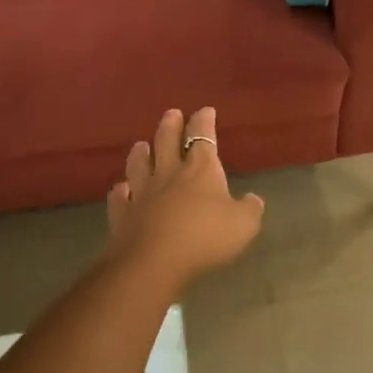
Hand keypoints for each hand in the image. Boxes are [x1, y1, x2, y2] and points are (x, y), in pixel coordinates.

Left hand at [106, 108, 263, 286]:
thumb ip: (250, 209)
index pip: (203, 136)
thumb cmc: (205, 237)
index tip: (206, 110)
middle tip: (172, 113)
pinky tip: (121, 188)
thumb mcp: (244, 224)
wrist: (153, 262)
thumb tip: (253, 199)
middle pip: (167, 141)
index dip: (205, 121)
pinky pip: (119, 197)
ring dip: (141, 152)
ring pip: (139, 164)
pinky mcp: (122, 214)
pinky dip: (120, 190)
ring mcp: (142, 193)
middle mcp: (169, 173)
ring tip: (141, 144)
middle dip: (171, 125)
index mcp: (200, 169)